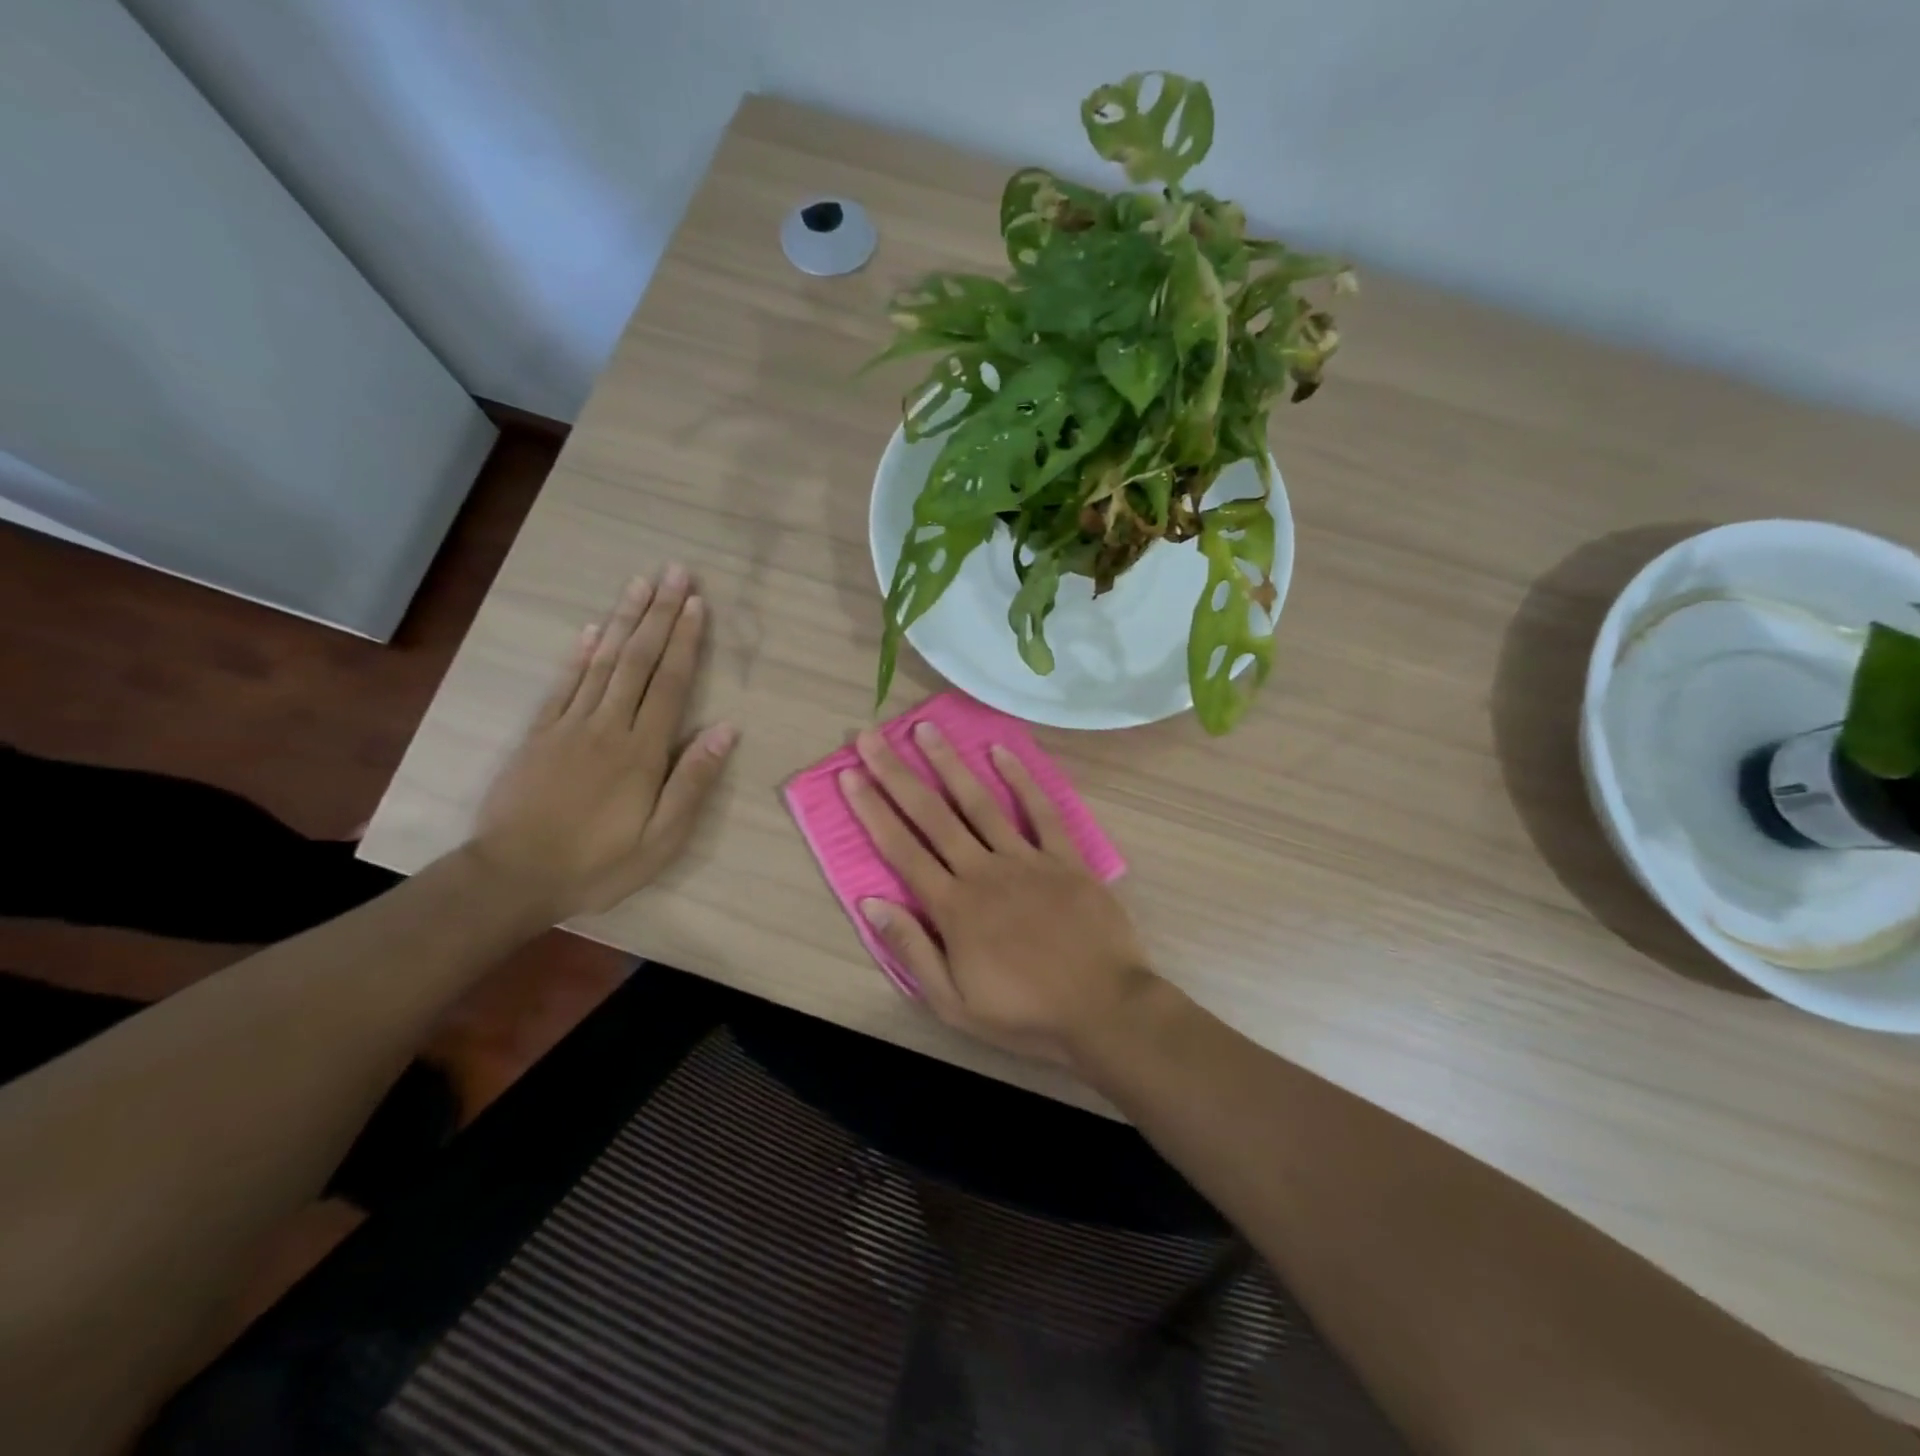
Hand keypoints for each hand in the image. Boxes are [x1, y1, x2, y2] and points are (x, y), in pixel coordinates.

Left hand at [473, 567, 736, 918]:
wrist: (512, 877)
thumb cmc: (598, 863)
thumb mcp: (662, 838)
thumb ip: (692, 781)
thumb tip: (727, 729)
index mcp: (641, 750)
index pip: (669, 683)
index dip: (684, 640)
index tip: (696, 602)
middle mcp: (607, 725)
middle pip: (637, 660)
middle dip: (658, 613)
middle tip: (672, 571)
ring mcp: (568, 726)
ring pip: (601, 662)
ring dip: (622, 620)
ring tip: (638, 584)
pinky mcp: (539, 734)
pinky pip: (563, 684)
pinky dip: (578, 653)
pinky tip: (589, 628)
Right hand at [841, 722, 1153, 1065]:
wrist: (1104, 1010)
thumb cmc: (1026, 1014)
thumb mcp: (954, 1003)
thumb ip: (912, 950)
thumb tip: (871, 903)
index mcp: (954, 907)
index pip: (902, 850)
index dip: (872, 810)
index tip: (850, 775)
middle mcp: (984, 871)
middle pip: (932, 815)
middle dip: (897, 774)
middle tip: (871, 737)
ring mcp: (1027, 860)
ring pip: (980, 802)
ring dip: (950, 764)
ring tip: (925, 729)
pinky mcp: (1065, 858)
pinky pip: (1040, 811)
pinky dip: (1021, 779)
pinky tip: (1000, 751)